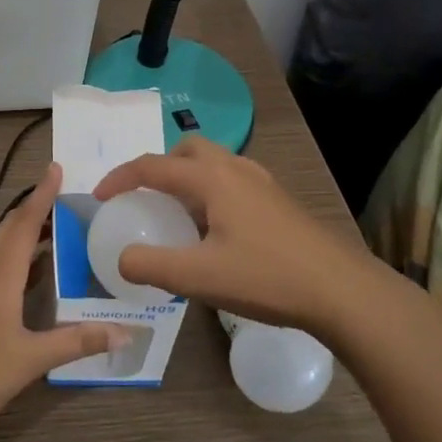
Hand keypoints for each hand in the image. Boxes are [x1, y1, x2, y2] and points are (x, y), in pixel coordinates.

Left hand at [0, 163, 128, 441]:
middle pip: (12, 227)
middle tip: (70, 198)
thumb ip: (78, 341)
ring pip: (3, 247)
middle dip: (37, 208)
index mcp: (0, 272)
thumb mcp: (33, 358)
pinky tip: (38, 273)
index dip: (42, 194)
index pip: (26, 221)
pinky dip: (20, 257)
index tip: (57, 167)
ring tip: (61, 228)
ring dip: (28, 232)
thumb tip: (126, 331)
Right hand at [92, 136, 388, 332]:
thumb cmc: (267, 277)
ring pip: (213, 163)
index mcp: (212, 179)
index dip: (120, 178)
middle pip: (186, 151)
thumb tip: (122, 258)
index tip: (100, 197)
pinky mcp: (279, 201)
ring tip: (177, 214)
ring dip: (186, 178)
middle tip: (144, 198)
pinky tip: (216, 229)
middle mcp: (235, 169)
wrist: (342, 291)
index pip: (153, 166)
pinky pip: (232, 180)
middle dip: (158, 167)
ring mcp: (262, 183)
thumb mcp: (199, 277)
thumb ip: (152, 265)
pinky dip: (210, 191)